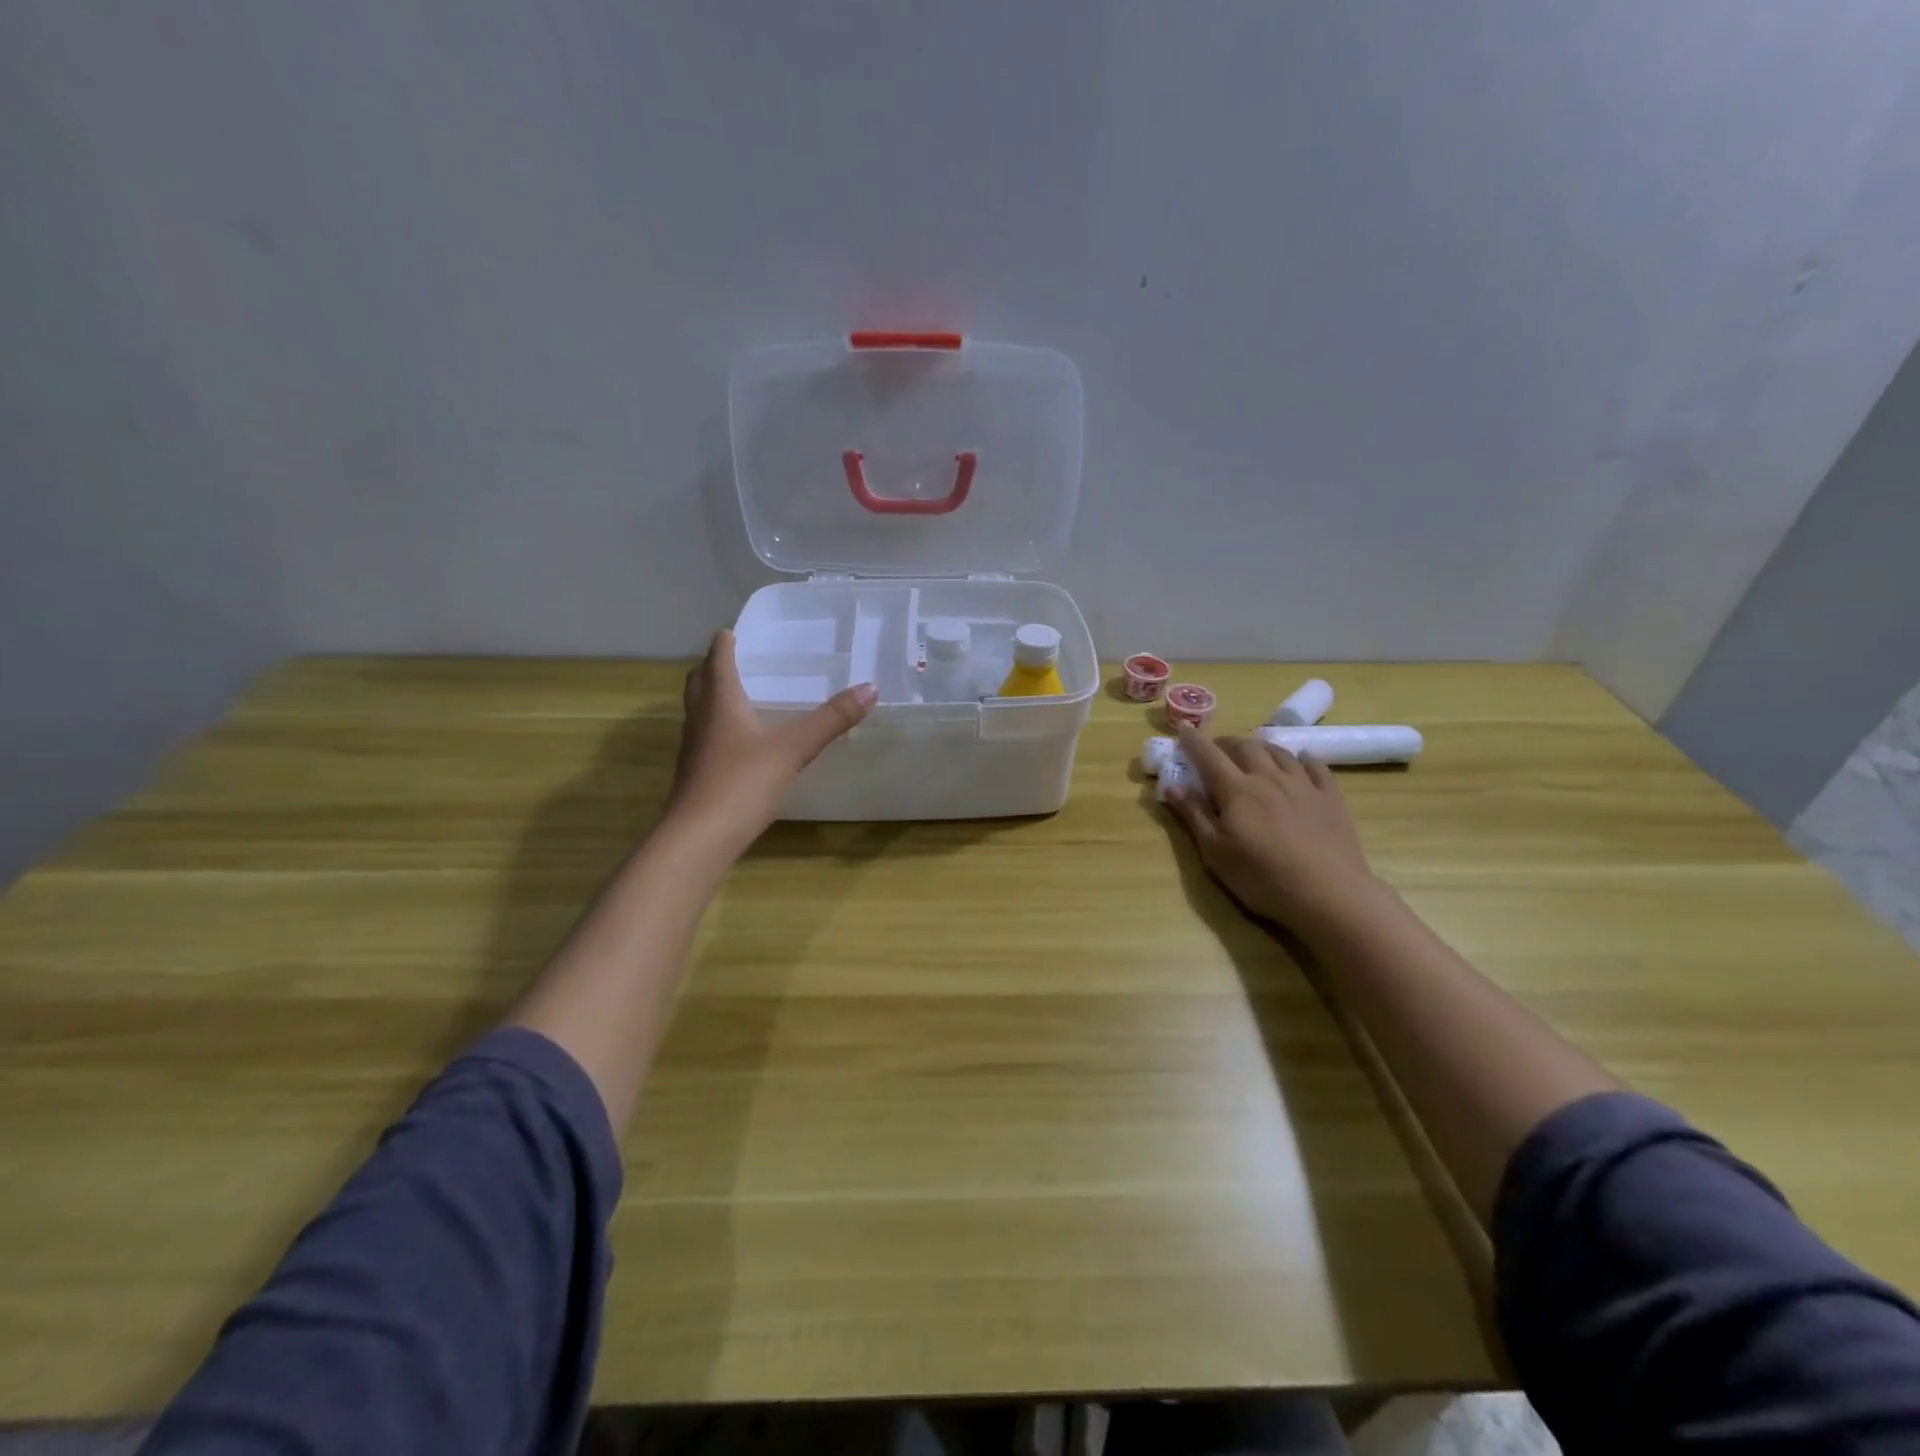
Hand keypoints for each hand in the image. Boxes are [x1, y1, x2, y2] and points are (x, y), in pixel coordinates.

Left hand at [665, 630, 876, 857]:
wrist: (699, 838)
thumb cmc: (742, 782)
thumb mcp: (794, 748)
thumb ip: (831, 719)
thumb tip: (871, 688)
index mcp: (720, 701)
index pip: (717, 660)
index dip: (724, 643)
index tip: (732, 631)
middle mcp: (700, 718)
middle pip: (699, 682)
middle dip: (712, 667)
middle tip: (732, 660)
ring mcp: (693, 748)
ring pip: (698, 711)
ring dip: (712, 698)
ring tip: (737, 697)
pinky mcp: (694, 774)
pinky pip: (704, 738)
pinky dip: (717, 729)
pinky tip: (738, 744)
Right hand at [1164, 725, 1382, 934]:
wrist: (1329, 894)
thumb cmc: (1262, 878)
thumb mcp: (1215, 853)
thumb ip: (1194, 815)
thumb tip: (1172, 786)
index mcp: (1236, 791)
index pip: (1208, 755)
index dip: (1193, 741)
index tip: (1182, 730)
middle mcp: (1268, 778)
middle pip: (1245, 746)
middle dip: (1226, 743)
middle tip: (1217, 751)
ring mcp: (1303, 784)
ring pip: (1278, 751)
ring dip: (1260, 747)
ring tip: (1253, 754)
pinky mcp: (1331, 797)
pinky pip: (1315, 766)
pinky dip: (1302, 759)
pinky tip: (1300, 762)